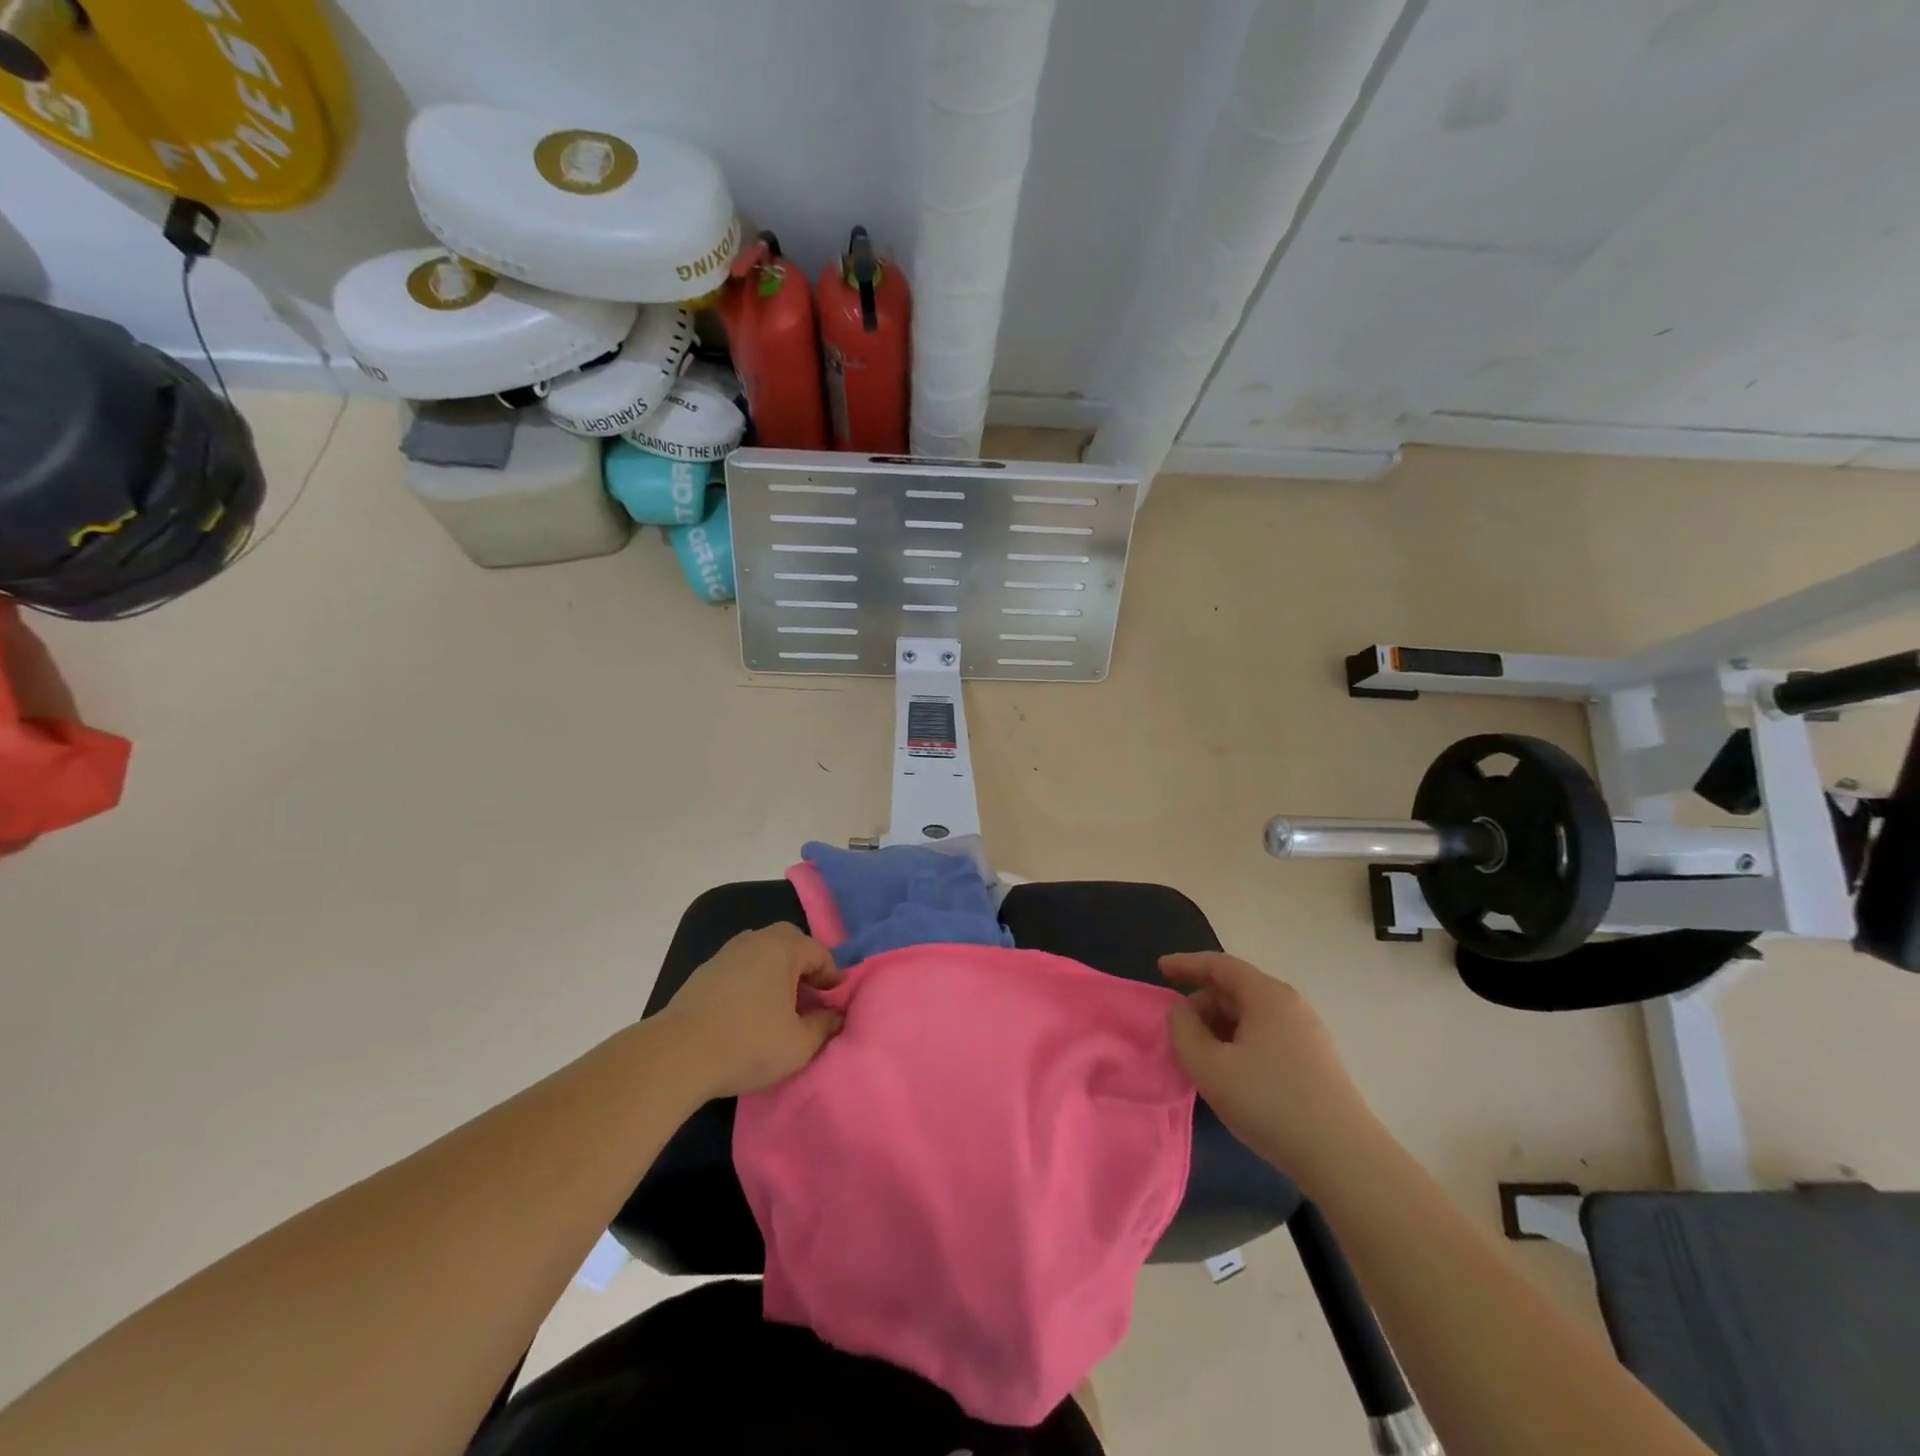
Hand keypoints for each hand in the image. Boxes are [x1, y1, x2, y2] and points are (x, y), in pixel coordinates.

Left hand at [659, 924, 846, 1097]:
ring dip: (776, 972)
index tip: (835, 1003)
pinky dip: (752, 981)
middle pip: (790, 943)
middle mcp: (756, 940)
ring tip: (779, 1006)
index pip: (820, 953)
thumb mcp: (799, 1044)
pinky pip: (740, 967)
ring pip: (762, 953)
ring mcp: (726, 953)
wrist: (676, 1055)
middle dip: (804, 966)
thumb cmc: (748, 1044)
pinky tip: (749, 1011)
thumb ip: (825, 1026)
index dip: (833, 977)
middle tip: (809, 997)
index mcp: (783, 948)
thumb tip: (835, 1015)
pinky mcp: (704, 972)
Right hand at [1163, 952, 1374, 1182]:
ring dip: (1219, 1028)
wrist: (1344, 1158)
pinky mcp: (1314, 1061)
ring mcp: (1307, 1033)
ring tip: (1200, 1057)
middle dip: (1201, 1005)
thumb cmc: (1270, 1102)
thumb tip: (1181, 1011)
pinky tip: (1230, 1074)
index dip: (1186, 964)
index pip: (1219, 965)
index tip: (1159, 970)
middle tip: (1177, 1032)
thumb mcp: (1210, 1067)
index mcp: (1266, 995)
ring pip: (1251, 1016)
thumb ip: (1183, 1031)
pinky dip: (1239, 1044)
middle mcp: (1290, 1005)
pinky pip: (1265, 1037)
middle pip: (1235, 990)